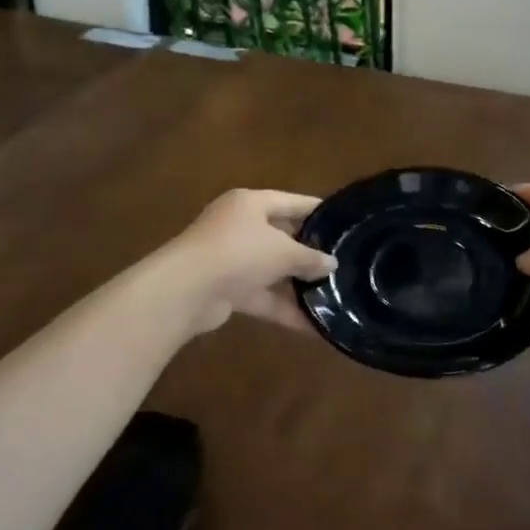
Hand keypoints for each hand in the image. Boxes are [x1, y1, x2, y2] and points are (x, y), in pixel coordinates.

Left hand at [166, 188, 337, 333]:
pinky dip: (285, 309)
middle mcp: (240, 227)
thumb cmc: (239, 252)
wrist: (185, 290)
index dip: (318, 212)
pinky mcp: (227, 289)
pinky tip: (315, 327)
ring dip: (298, 285)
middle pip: (282, 237)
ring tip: (335, 297)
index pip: (292, 202)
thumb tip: (331, 264)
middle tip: (343, 264)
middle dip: (310, 253)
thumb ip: (310, 258)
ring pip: (272, 270)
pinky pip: (263, 296)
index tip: (344, 223)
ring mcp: (231, 259)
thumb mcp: (283, 251)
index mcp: (251, 204)